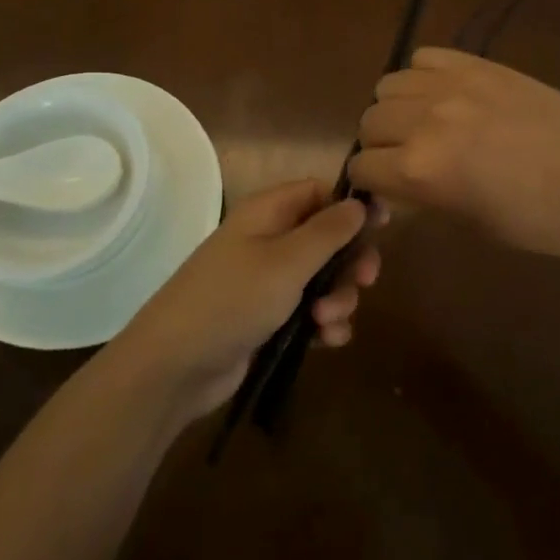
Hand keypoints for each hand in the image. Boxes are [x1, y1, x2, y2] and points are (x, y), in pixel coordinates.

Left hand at [108, 179, 380, 421]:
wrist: (175, 366)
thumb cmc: (232, 300)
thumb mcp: (287, 261)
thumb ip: (329, 231)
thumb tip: (359, 203)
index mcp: (269, 212)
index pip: (320, 192)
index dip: (351, 207)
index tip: (383, 226)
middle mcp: (270, 239)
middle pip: (328, 237)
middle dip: (349, 262)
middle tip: (364, 281)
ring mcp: (269, 280)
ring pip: (324, 278)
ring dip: (338, 298)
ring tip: (328, 321)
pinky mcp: (270, 317)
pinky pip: (312, 310)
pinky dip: (325, 323)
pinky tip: (327, 341)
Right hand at [349, 46, 559, 266]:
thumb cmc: (542, 224)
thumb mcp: (471, 223)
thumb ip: (423, 198)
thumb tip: (396, 187)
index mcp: (421, 170)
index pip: (363, 166)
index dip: (370, 183)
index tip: (385, 191)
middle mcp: (426, 119)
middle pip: (370, 121)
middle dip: (380, 145)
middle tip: (408, 159)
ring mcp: (454, 85)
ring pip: (390, 85)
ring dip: (397, 108)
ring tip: (425, 124)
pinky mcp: (481, 65)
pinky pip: (426, 57)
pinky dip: (424, 77)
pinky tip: (446, 96)